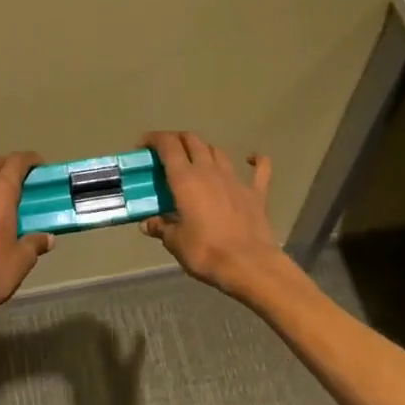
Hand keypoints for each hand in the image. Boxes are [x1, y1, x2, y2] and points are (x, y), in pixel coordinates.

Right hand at [141, 131, 283, 294]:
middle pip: (192, 140)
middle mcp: (209, 170)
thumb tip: (148, 223)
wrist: (249, 265)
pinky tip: (252, 159)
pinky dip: (256, 161)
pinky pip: (260, 169)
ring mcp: (235, 179)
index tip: (143, 146)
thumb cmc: (205, 252)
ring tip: (196, 161)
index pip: (168, 145)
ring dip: (204, 150)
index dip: (154, 138)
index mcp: (185, 178)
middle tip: (166, 153)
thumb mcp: (175, 242)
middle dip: (177, 140)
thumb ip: (161, 227)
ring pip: (217, 151)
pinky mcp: (256, 192)